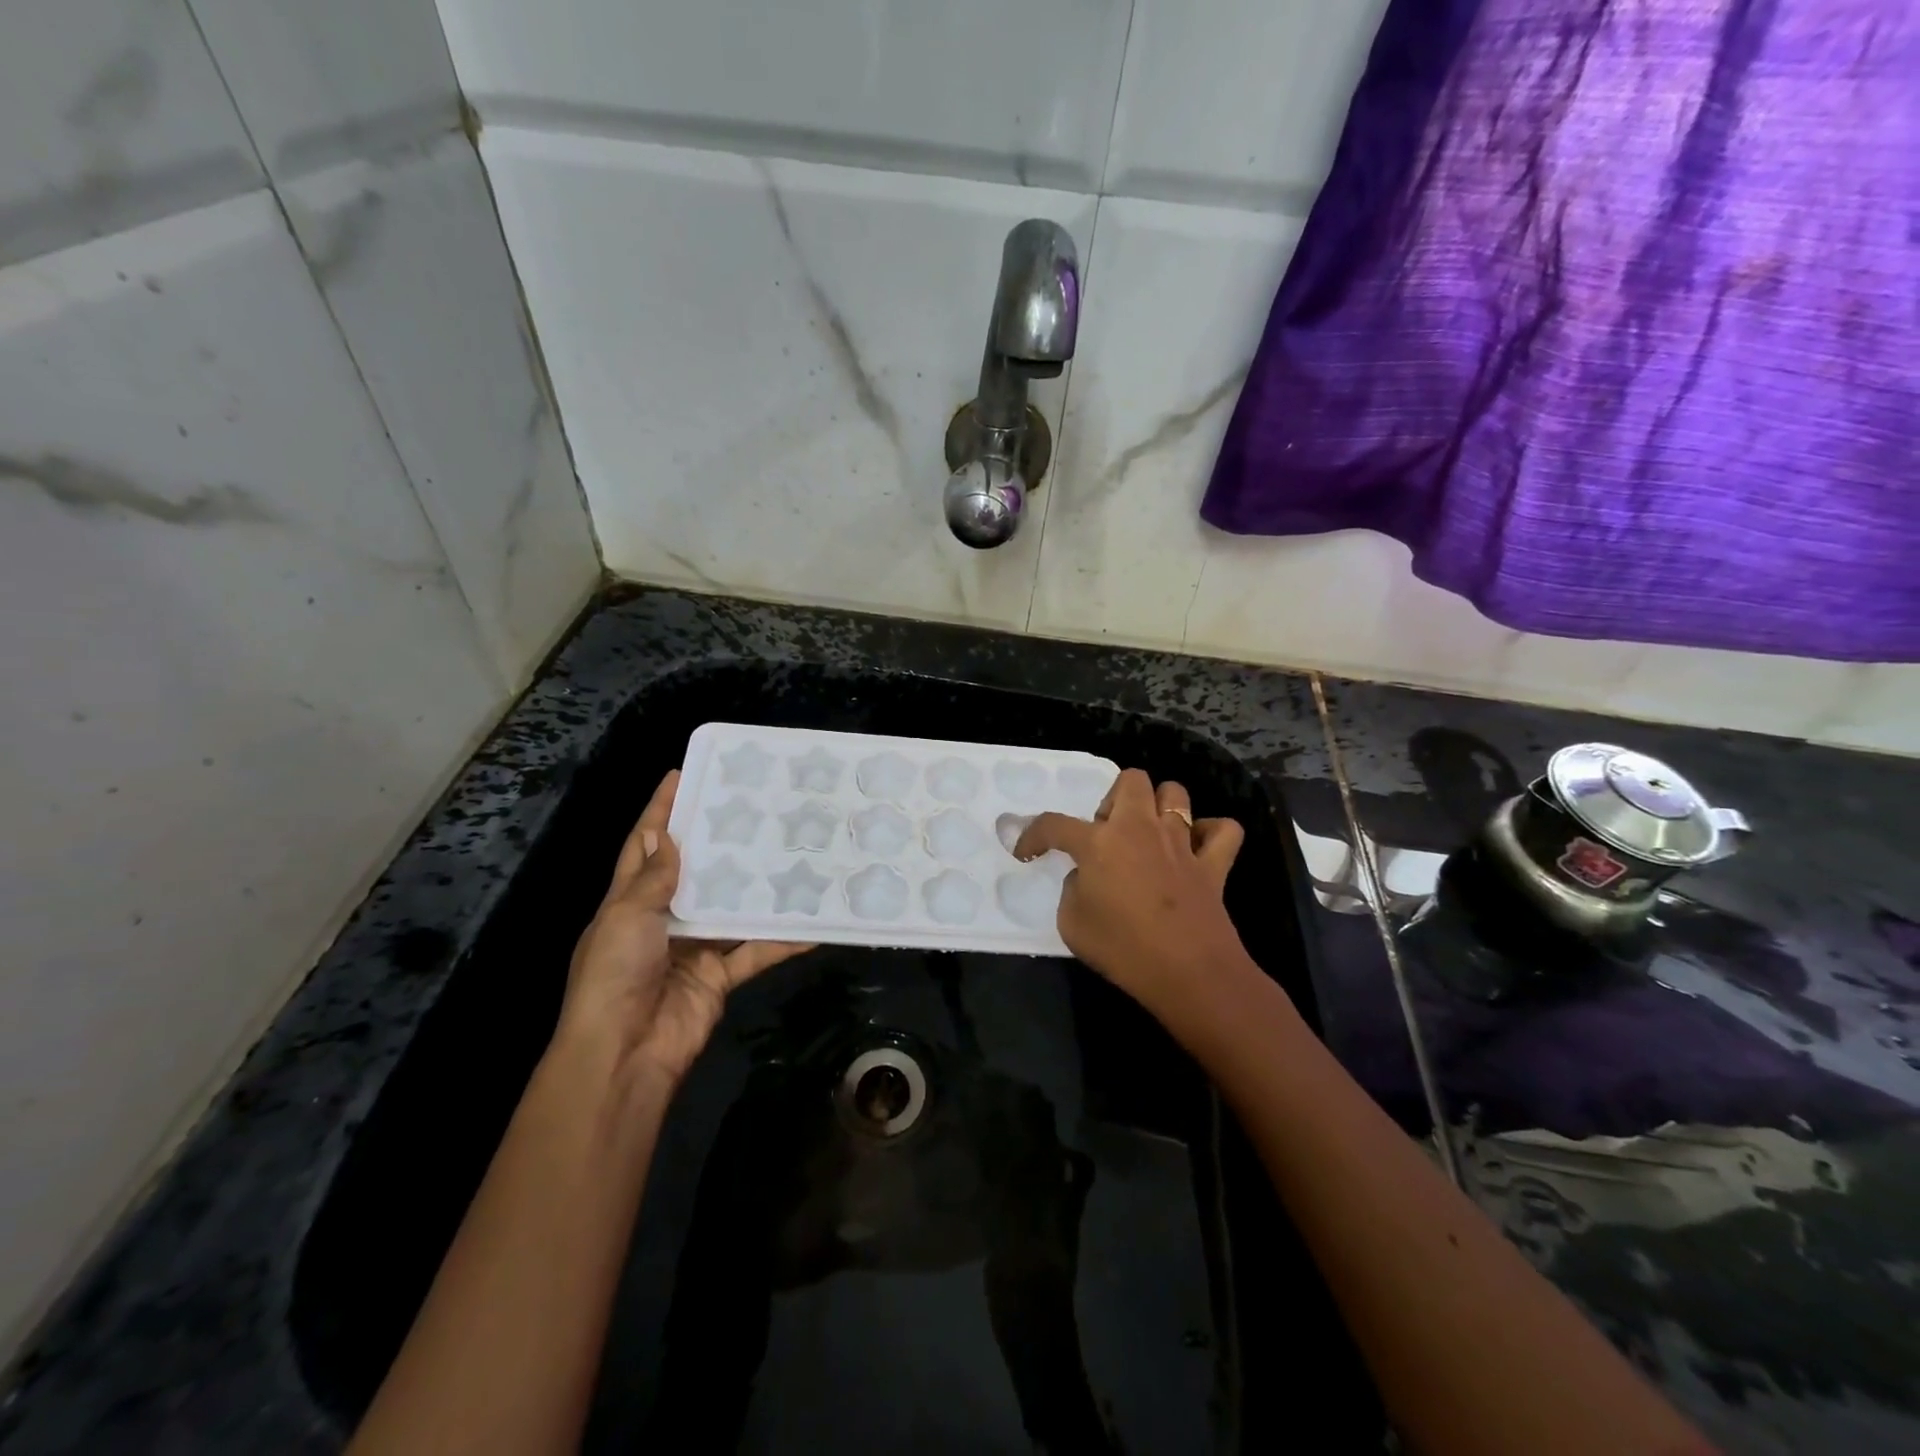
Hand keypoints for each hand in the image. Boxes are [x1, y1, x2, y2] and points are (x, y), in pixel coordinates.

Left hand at [556, 770, 810, 1086]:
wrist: (624, 1056)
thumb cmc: (614, 976)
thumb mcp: (625, 918)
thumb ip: (652, 880)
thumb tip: (666, 836)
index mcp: (629, 902)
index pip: (644, 846)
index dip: (659, 811)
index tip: (682, 775)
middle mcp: (663, 919)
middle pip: (694, 872)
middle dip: (718, 842)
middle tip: (753, 808)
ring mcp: (694, 948)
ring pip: (731, 908)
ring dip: (756, 887)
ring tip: (789, 850)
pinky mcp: (720, 976)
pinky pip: (756, 951)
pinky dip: (782, 940)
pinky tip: (813, 923)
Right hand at [1014, 769, 1247, 1016]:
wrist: (1189, 973)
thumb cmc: (1123, 949)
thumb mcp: (1072, 923)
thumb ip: (1073, 889)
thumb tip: (1087, 878)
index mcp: (1099, 843)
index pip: (1055, 824)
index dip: (1034, 834)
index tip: (1027, 851)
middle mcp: (1140, 829)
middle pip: (1130, 780)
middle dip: (1113, 799)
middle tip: (1105, 834)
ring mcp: (1181, 842)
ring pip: (1175, 793)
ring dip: (1159, 807)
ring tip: (1148, 836)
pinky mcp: (1213, 863)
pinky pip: (1222, 829)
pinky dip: (1210, 833)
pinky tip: (1196, 850)